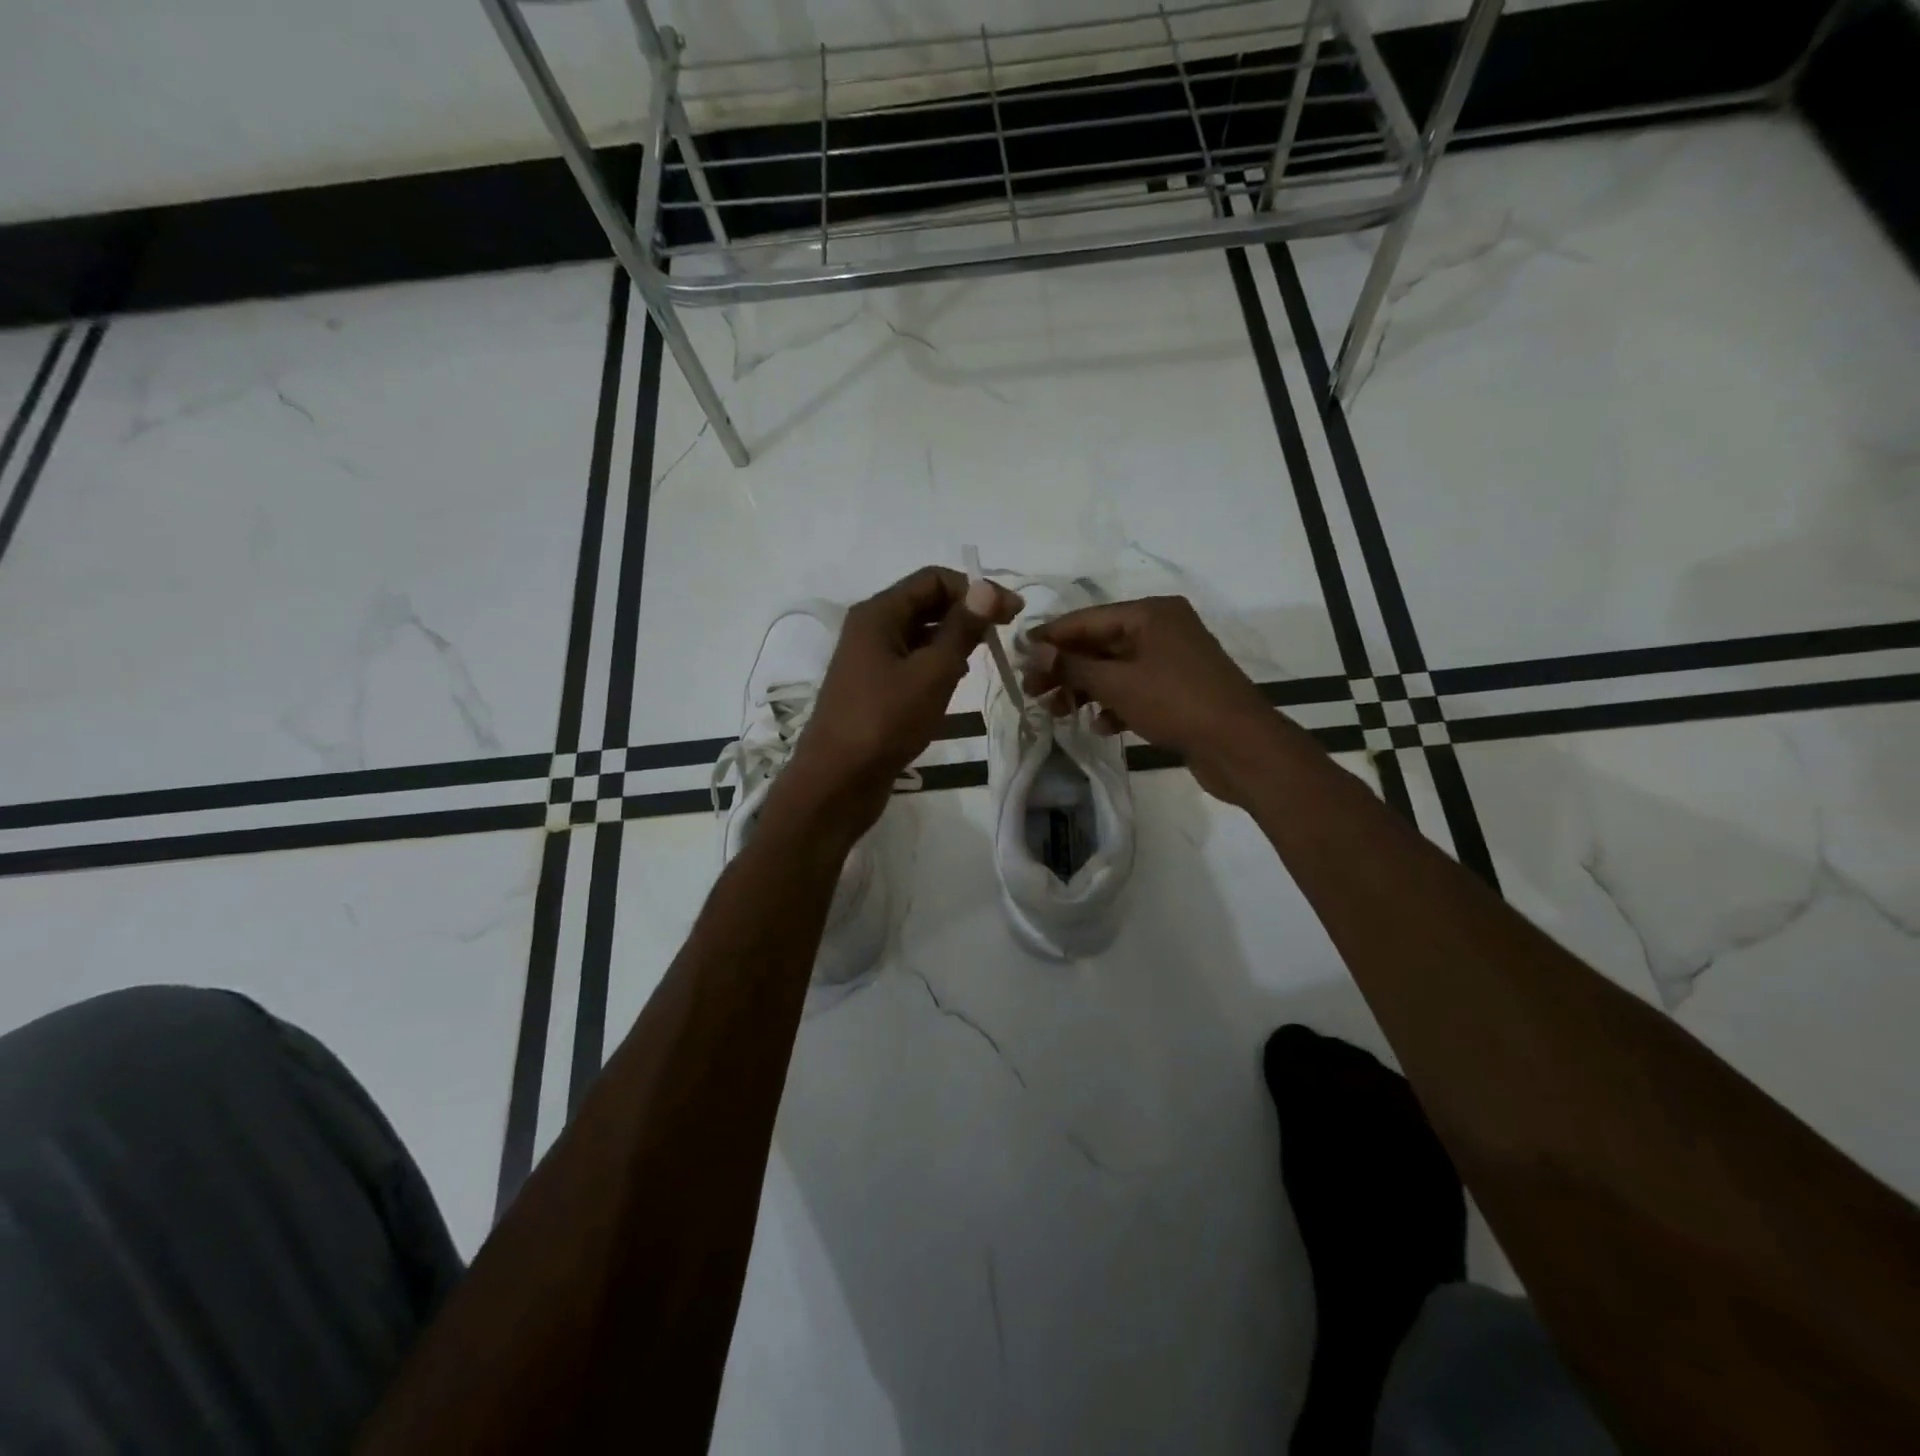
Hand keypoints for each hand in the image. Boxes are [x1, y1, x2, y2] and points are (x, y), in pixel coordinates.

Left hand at [770, 566, 1022, 840]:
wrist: (838, 780)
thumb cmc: (885, 721)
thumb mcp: (932, 673)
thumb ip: (961, 629)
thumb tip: (987, 587)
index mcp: (878, 614)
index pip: (933, 579)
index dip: (976, 589)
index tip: (1012, 613)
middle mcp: (870, 628)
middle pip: (926, 602)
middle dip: (967, 611)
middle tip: (1005, 632)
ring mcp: (869, 659)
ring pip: (920, 633)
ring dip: (954, 637)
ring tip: (985, 654)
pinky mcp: (874, 687)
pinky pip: (911, 660)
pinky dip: (937, 661)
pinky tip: (957, 679)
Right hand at [1024, 596, 1279, 806]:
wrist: (1240, 746)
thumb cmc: (1176, 703)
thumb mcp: (1118, 683)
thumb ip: (1073, 666)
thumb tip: (1034, 651)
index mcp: (1151, 613)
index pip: (1087, 618)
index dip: (1051, 636)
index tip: (1018, 654)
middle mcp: (1162, 629)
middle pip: (1100, 644)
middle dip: (1065, 669)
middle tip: (1031, 691)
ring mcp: (1172, 661)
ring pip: (1115, 670)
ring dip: (1085, 690)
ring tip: (1057, 712)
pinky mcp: (1178, 691)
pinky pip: (1135, 691)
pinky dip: (1115, 705)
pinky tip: (1101, 726)